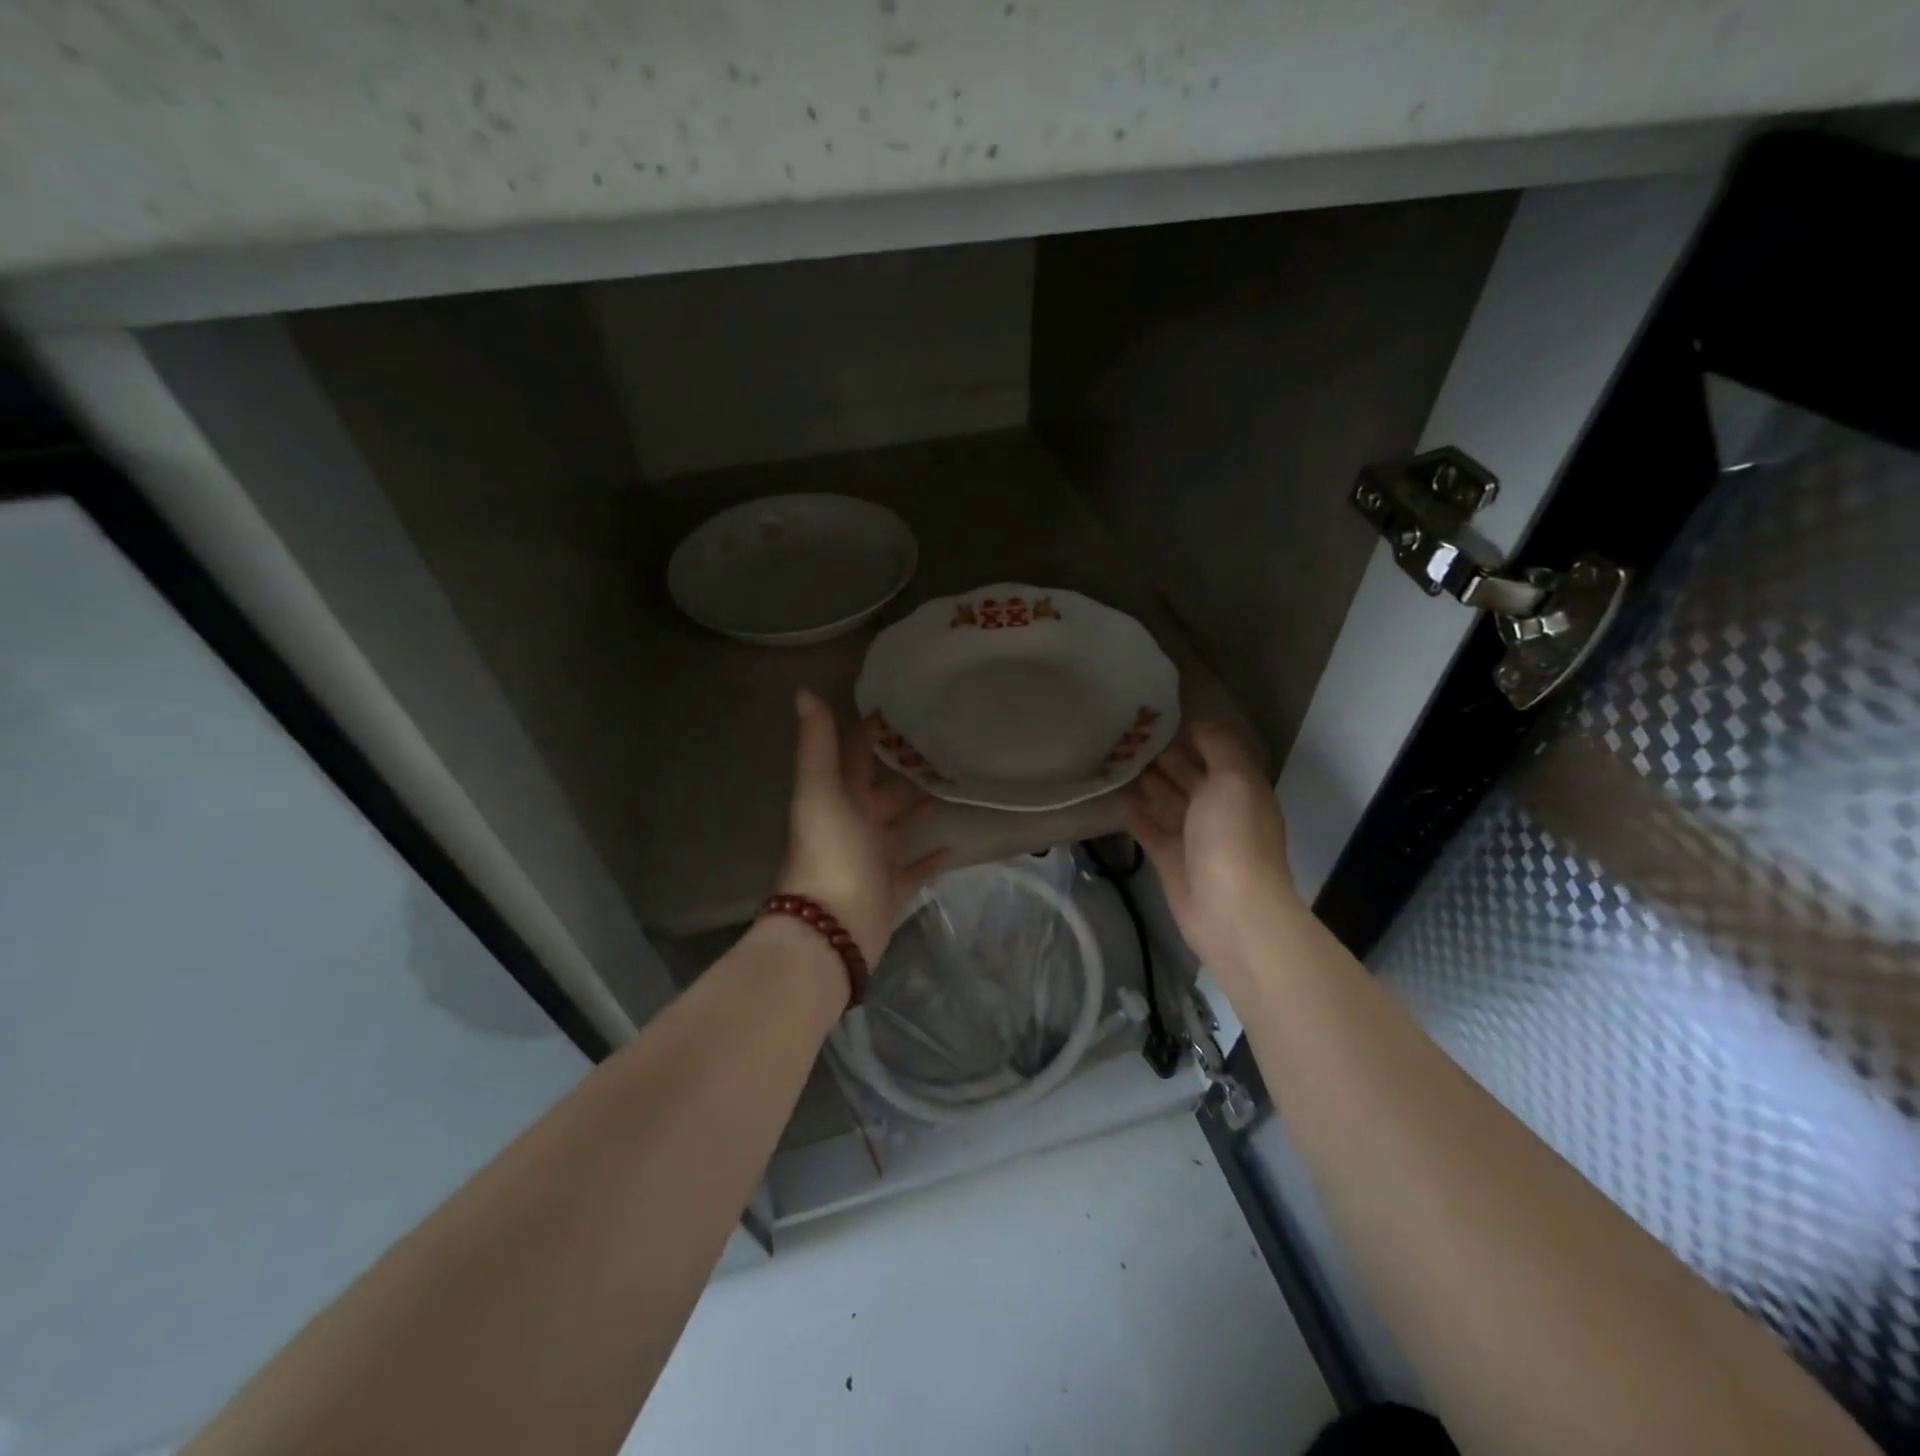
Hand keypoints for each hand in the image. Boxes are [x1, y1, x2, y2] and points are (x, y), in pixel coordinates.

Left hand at [775, 689, 948, 964]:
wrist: (831, 928)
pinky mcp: (893, 887)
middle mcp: (855, 823)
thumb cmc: (829, 852)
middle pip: (883, 788)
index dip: (870, 730)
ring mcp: (874, 857)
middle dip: (905, 767)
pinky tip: (955, 842)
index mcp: (838, 797)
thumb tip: (804, 691)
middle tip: (943, 742)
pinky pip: (916, 868)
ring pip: (902, 824)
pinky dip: (933, 856)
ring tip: (953, 783)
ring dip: (921, 806)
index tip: (902, 704)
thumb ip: (816, 745)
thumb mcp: (821, 791)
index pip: (854, 754)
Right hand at [1120, 720, 1300, 975]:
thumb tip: (1196, 719)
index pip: (1212, 749)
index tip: (1153, 710)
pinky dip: (1134, 812)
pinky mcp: (1169, 858)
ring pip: (1165, 798)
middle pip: (1186, 772)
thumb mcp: (1234, 778)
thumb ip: (1217, 745)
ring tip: (1112, 755)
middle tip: (1123, 730)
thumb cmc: (1233, 836)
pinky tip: (1113, 793)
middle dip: (1160, 752)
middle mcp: (1217, 807)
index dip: (1187, 729)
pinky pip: (1148, 828)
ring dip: (1144, 779)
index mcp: (1238, 786)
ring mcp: (1192, 834)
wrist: (1229, 909)